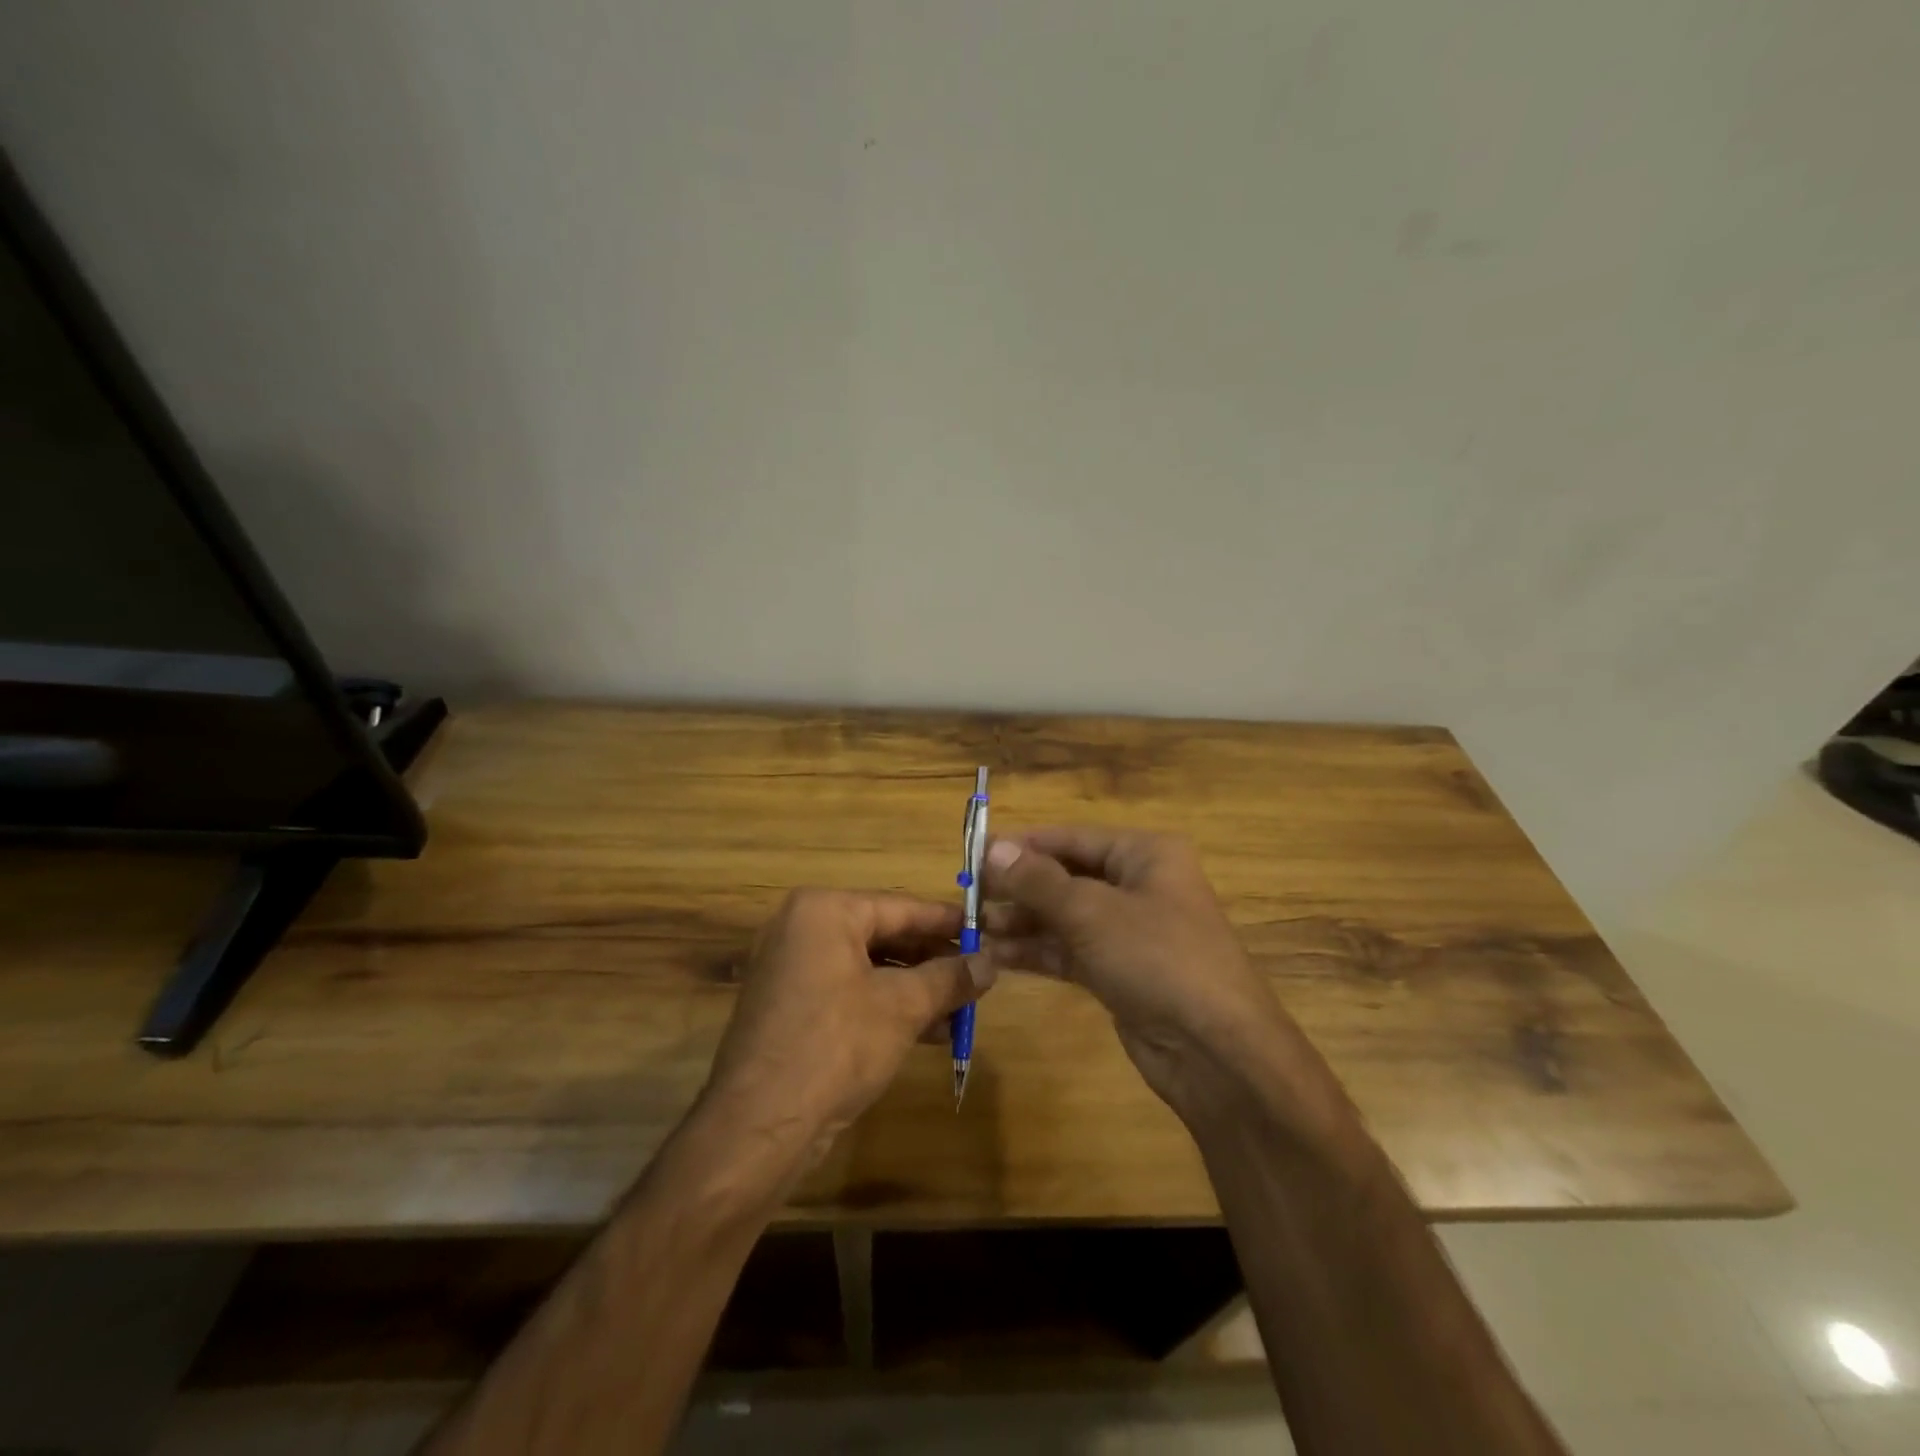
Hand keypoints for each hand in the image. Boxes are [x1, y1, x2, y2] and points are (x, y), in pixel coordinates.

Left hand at [702, 889, 994, 1156]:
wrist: (759, 1127)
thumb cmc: (836, 1045)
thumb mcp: (902, 1007)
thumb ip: (949, 978)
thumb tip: (991, 962)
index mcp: (823, 911)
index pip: (900, 907)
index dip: (948, 922)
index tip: (987, 930)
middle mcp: (801, 930)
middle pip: (884, 935)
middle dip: (933, 960)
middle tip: (978, 974)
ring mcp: (791, 970)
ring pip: (868, 968)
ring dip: (916, 988)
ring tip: (962, 1007)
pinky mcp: (790, 1008)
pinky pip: (849, 993)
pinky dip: (886, 1007)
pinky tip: (930, 1031)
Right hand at [980, 828, 1332, 1128]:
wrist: (1217, 1052)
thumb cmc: (1158, 958)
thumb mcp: (1091, 912)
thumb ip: (1037, 880)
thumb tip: (992, 848)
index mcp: (1144, 854)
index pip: (1071, 838)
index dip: (1022, 845)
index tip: (973, 854)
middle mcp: (1138, 885)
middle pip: (1066, 876)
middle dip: (1018, 887)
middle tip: (967, 897)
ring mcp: (1130, 931)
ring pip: (1064, 916)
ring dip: (1021, 921)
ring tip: (972, 927)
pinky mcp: (1120, 971)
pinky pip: (1070, 950)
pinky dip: (1037, 951)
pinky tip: (997, 954)